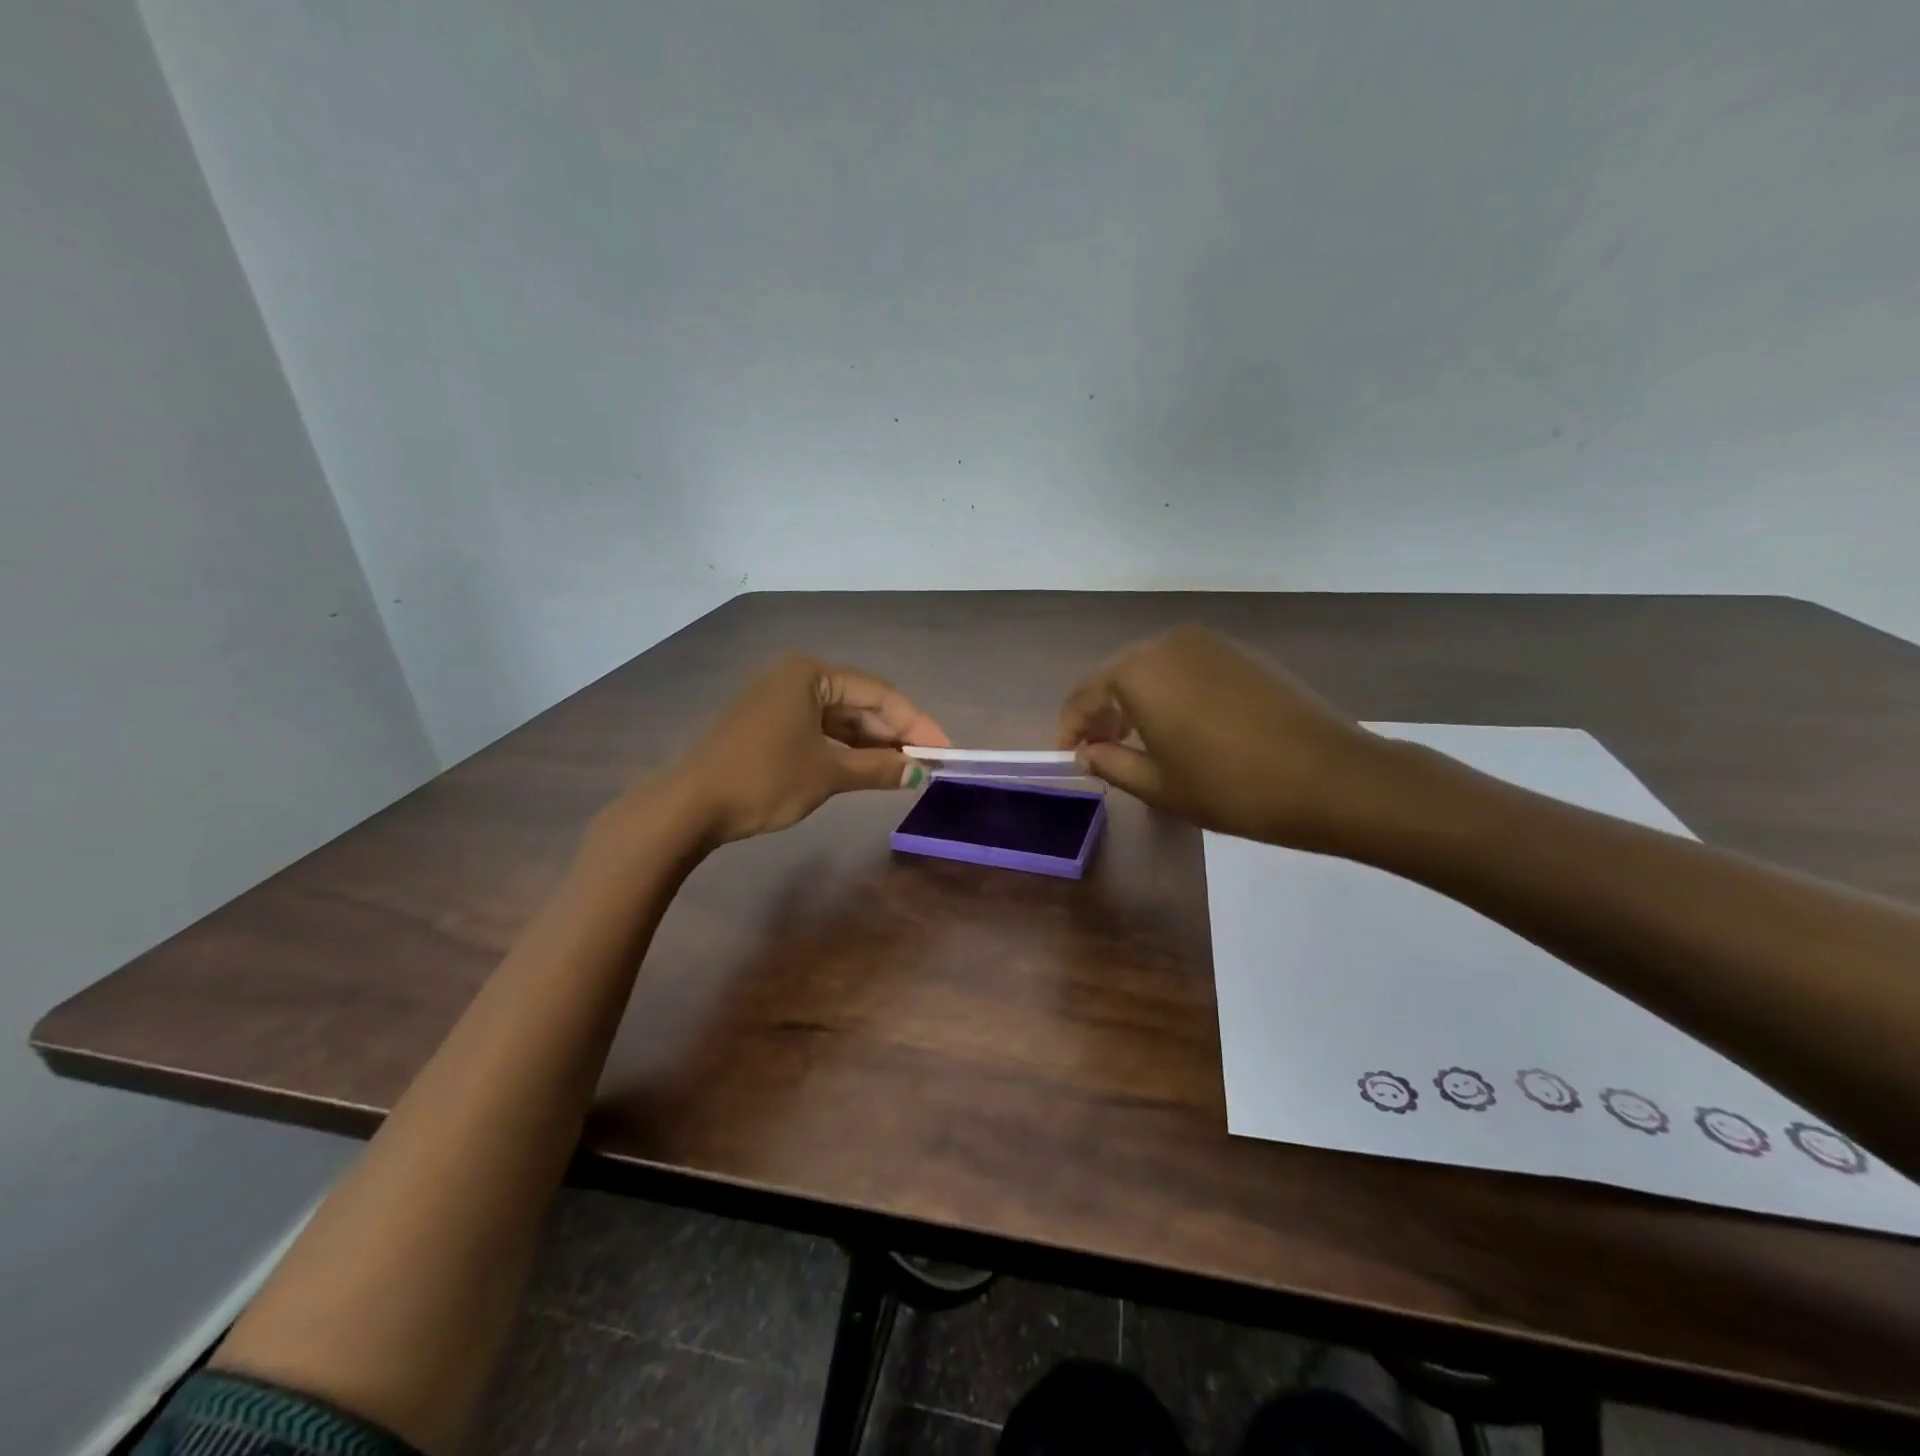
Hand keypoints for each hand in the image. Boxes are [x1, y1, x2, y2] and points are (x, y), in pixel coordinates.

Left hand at [659, 655, 949, 844]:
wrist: (690, 805)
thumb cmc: (764, 778)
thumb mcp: (828, 773)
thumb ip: (878, 769)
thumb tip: (919, 774)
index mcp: (811, 674)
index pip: (879, 694)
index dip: (916, 724)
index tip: (943, 752)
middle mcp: (796, 678)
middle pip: (860, 703)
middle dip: (894, 735)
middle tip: (926, 765)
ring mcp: (779, 701)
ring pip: (840, 719)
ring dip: (871, 745)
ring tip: (903, 771)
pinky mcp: (768, 725)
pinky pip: (819, 731)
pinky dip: (844, 750)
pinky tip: (866, 769)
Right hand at [1056, 625, 1386, 850]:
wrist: (1330, 777)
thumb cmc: (1230, 786)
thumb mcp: (1158, 785)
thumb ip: (1111, 762)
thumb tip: (1087, 751)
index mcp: (1138, 671)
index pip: (1085, 694)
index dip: (1070, 727)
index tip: (1067, 755)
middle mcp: (1168, 643)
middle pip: (1118, 675)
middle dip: (1102, 712)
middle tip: (1099, 749)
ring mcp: (1210, 643)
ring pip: (1153, 669)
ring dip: (1136, 701)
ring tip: (1137, 741)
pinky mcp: (1242, 653)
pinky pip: (1186, 668)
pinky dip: (1170, 693)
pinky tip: (1179, 725)